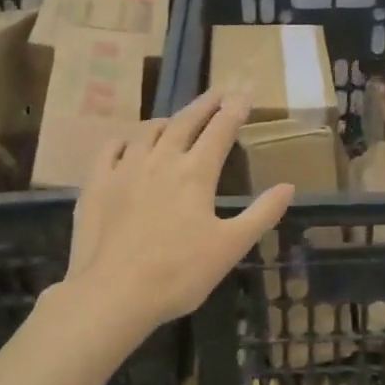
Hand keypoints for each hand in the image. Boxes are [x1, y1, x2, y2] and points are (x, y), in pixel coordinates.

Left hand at [67, 91, 293, 330]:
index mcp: (196, 173)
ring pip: (148, 130)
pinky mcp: (96, 183)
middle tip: (218, 92)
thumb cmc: (180, 273)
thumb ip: (262, 214)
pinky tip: (129, 143)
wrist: (114, 293)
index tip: (244, 95)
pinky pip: (111, 148)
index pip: (220, 131)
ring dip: (168, 120)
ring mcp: (125, 168)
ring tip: (177, 119)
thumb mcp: (231, 247)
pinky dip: (126, 139)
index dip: (234, 110)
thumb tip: (288, 187)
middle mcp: (161, 160)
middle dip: (205, 104)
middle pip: (185, 121)